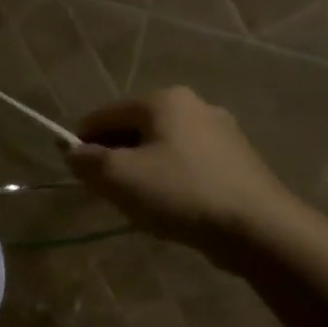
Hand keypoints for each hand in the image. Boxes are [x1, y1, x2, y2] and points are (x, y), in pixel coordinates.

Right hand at [65, 87, 302, 258]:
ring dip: (140, 171)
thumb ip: (87, 161)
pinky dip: (168, 180)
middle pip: (133, 129)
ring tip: (138, 204)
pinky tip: (171, 207)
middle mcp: (193, 105)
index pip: (103, 115)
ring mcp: (219, 131)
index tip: (76, 175)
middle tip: (107, 193)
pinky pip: (184, 163)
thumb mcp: (119, 177)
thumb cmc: (180, 193)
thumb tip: (71, 152)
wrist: (256, 226)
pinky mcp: (235, 159)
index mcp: (163, 100)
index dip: (81, 144)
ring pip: (159, 148)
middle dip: (113, 158)